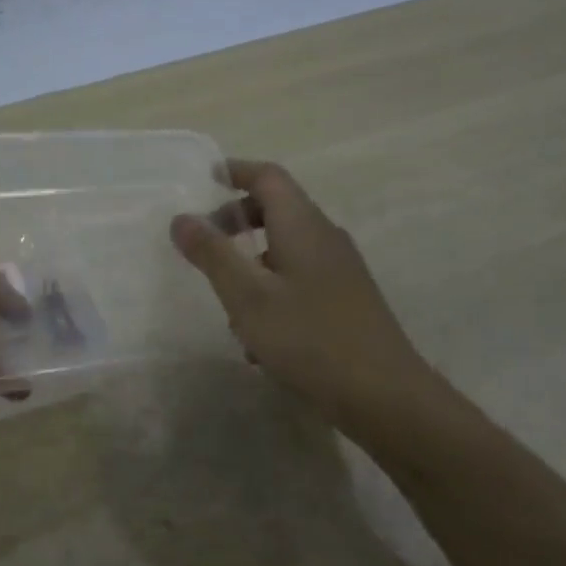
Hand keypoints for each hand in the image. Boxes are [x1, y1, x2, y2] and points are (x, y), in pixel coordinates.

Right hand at [169, 159, 436, 427]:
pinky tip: (257, 336)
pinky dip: (271, 289)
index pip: (268, 177)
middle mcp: (325, 237)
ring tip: (226, 301)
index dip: (235, 171)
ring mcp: (340, 269)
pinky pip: (299, 278)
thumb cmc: (308, 338)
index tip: (203, 179)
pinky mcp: (345, 299)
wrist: (383, 395)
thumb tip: (181, 217)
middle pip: (277, 209)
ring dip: (251, 262)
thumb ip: (212, 254)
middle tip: (204, 243)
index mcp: (302, 225)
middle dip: (236, 220)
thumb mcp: (247, 296)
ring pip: (285, 248)